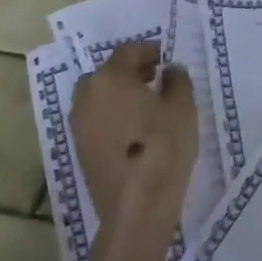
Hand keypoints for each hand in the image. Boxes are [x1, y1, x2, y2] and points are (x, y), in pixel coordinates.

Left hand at [68, 42, 198, 242]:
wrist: (136, 208)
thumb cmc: (162, 149)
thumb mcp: (182, 107)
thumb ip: (177, 80)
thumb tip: (169, 70)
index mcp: (110, 78)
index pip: (128, 51)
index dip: (148, 51)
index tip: (165, 60)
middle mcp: (87, 95)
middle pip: (107, 72)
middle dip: (130, 71)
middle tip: (154, 79)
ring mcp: (79, 124)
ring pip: (97, 95)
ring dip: (118, 93)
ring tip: (144, 106)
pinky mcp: (79, 148)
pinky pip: (94, 118)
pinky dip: (110, 114)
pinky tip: (132, 129)